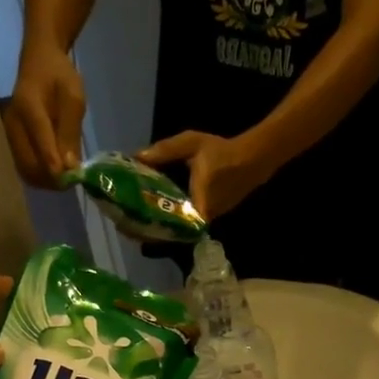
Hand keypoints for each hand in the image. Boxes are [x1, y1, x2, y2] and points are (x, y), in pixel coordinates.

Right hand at [4, 45, 86, 186]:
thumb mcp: (74, 98)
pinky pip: (24, 167)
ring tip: (66, 178)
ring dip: (47, 181)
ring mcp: (9, 135)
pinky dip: (40, 176)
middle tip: (73, 181)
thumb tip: (70, 166)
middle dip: (52, 178)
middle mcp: (13, 124)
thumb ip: (71, 131)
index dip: (55, 165)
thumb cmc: (59, 76)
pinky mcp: (11, 142)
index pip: (40, 142)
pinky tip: (55, 172)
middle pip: (29, 164)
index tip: (71, 179)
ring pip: (26, 171)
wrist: (38, 62)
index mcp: (28, 107)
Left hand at [136, 130, 275, 221]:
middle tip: (124, 225)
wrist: (254, 159)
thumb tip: (136, 157)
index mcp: (196, 205)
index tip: (131, 231)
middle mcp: (201, 219)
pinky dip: (168, 219)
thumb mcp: (191, 145)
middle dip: (148, 231)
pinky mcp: (208, 217)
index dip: (150, 234)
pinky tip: (153, 211)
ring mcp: (205, 220)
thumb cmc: (222, 153)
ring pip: (177, 230)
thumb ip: (164, 151)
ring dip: (157, 226)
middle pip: (171, 234)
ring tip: (132, 220)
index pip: (171, 230)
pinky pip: (184, 223)